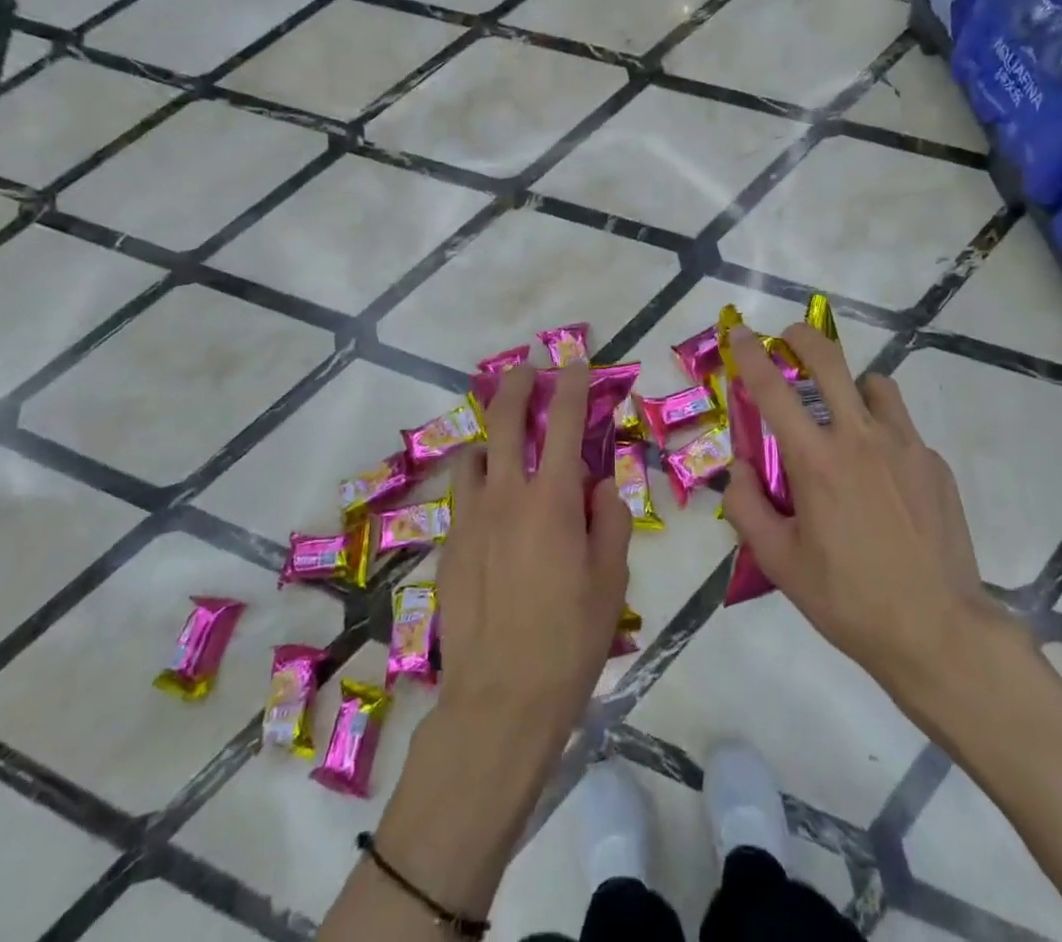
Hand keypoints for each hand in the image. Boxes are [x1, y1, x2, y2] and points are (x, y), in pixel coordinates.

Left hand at [434, 362, 632, 761]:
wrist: (500, 700)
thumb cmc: (570, 640)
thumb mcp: (611, 579)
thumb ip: (609, 519)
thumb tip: (600, 483)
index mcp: (551, 501)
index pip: (563, 423)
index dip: (571, 385)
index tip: (573, 362)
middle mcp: (506, 497)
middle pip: (506, 422)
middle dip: (516, 386)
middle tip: (525, 369)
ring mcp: (470, 520)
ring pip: (474, 456)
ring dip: (491, 437)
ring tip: (504, 440)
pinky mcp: (450, 547)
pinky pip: (463, 497)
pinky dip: (478, 482)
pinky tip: (490, 502)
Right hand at [720, 324, 1024, 700]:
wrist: (939, 632)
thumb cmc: (849, 600)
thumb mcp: (780, 563)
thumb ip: (747, 507)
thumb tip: (739, 468)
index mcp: (816, 460)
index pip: (773, 389)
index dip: (751, 354)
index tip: (740, 332)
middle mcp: (860, 438)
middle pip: (830, 361)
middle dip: (803, 337)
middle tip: (790, 338)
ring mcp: (905, 445)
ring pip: (875, 384)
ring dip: (852, 387)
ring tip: (846, 418)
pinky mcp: (934, 463)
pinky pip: (903, 428)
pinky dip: (884, 434)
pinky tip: (884, 479)